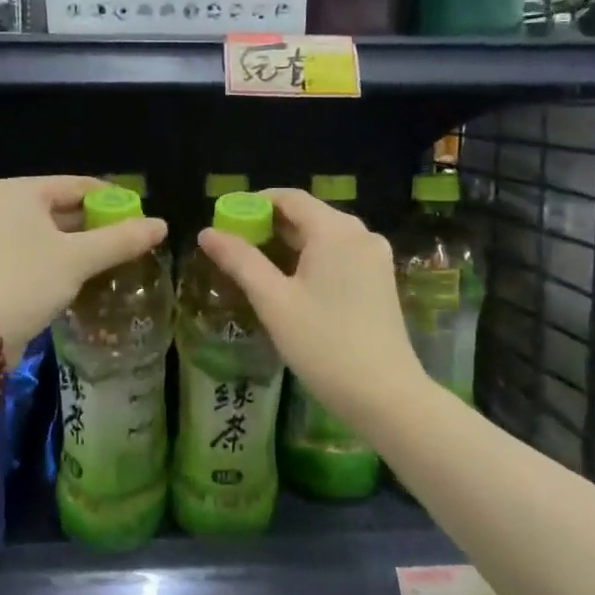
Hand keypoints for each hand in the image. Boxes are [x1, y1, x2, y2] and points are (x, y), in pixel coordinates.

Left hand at [0, 176, 166, 356]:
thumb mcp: (79, 259)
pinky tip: (79, 280)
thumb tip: (162, 225)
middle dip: (96, 226)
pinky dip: (56, 263)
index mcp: (19, 192)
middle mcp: (0, 207)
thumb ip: (121, 240)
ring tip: (112, 262)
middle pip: (61, 209)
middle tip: (130, 243)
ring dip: (78, 247)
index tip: (141, 217)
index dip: (113, 199)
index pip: (78, 185)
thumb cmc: (26, 280)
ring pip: (46, 235)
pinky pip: (31, 255)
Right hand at [197, 188, 425, 422]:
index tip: (224, 219)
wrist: (386, 396)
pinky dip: (310, 259)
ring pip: (323, 236)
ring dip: (288, 244)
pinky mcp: (380, 279)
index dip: (253, 203)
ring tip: (254, 266)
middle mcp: (360, 233)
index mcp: (335, 230)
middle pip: (307, 215)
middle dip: (268, 225)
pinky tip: (289, 282)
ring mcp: (374, 257)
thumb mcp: (274, 301)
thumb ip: (240, 261)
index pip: (289, 197)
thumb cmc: (324, 345)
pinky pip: (338, 254)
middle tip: (232, 246)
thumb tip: (207, 232)